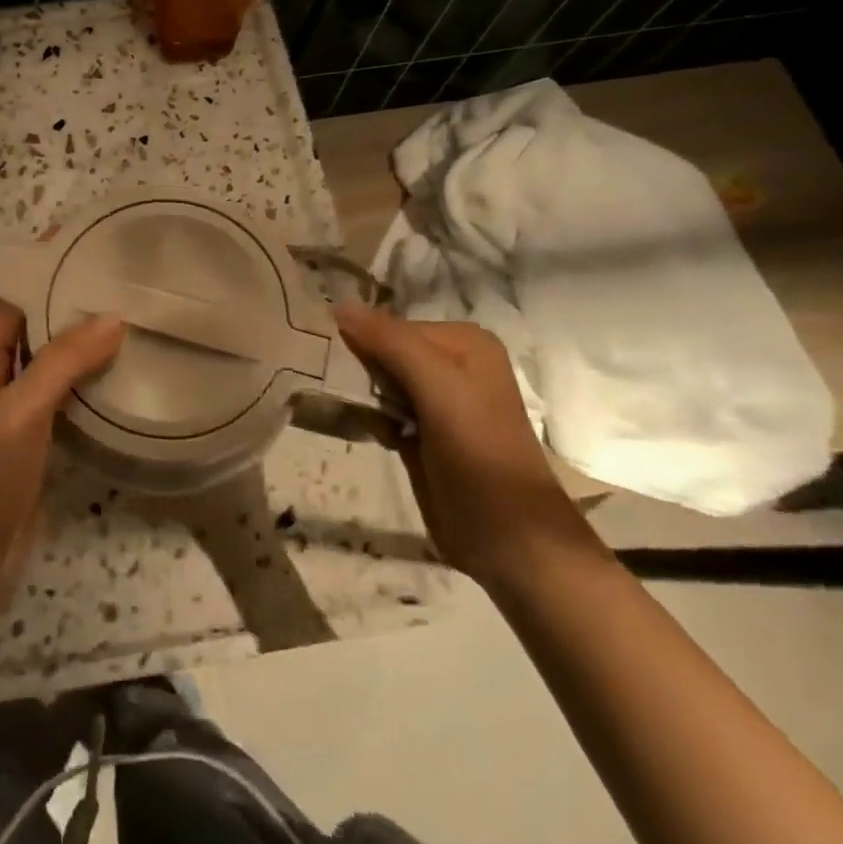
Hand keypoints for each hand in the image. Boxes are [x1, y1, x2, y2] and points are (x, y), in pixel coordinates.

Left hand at [0, 300, 124, 565]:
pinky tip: (117, 373)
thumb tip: (112, 317)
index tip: (82, 251)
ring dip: (79, 343)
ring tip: (127, 319)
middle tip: (117, 284)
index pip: (9, 303)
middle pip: (29, 328)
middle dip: (67, 305)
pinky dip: (83, 379)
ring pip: (47, 362)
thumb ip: (63, 362)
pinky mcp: (30, 437)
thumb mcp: (22, 412)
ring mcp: (10, 410)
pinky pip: (58, 394)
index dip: (41, 274)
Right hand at [333, 303, 603, 589]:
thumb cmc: (478, 453)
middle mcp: (452, 364)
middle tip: (341, 388)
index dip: (360, 341)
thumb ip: (390, 342)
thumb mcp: (437, 386)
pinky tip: (374, 434)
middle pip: (384, 350)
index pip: (390, 325)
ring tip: (357, 412)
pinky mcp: (423, 433)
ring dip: (361, 395)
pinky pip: (382, 410)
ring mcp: (438, 401)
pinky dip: (371, 418)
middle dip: (360, 369)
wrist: (510, 539)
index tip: (332, 361)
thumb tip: (337, 303)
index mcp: (464, 342)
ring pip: (379, 381)